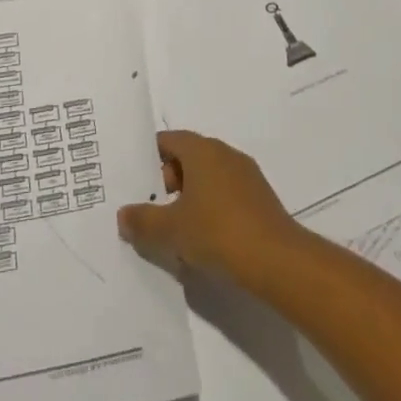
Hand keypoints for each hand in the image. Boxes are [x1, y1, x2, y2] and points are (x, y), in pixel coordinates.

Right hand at [116, 130, 308, 287]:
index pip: (169, 140)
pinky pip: (226, 193)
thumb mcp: (171, 230)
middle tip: (155, 210)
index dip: (150, 158)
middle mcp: (225, 153)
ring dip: (190, 197)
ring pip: (208, 177)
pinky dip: (212, 208)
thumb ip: (143, 220)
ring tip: (178, 230)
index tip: (137, 183)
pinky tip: (206, 239)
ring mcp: (246, 174)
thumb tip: (123, 214)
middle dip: (168, 181)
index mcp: (202, 150)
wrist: (276, 260)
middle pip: (188, 157)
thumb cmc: (217, 232)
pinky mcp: (260, 198)